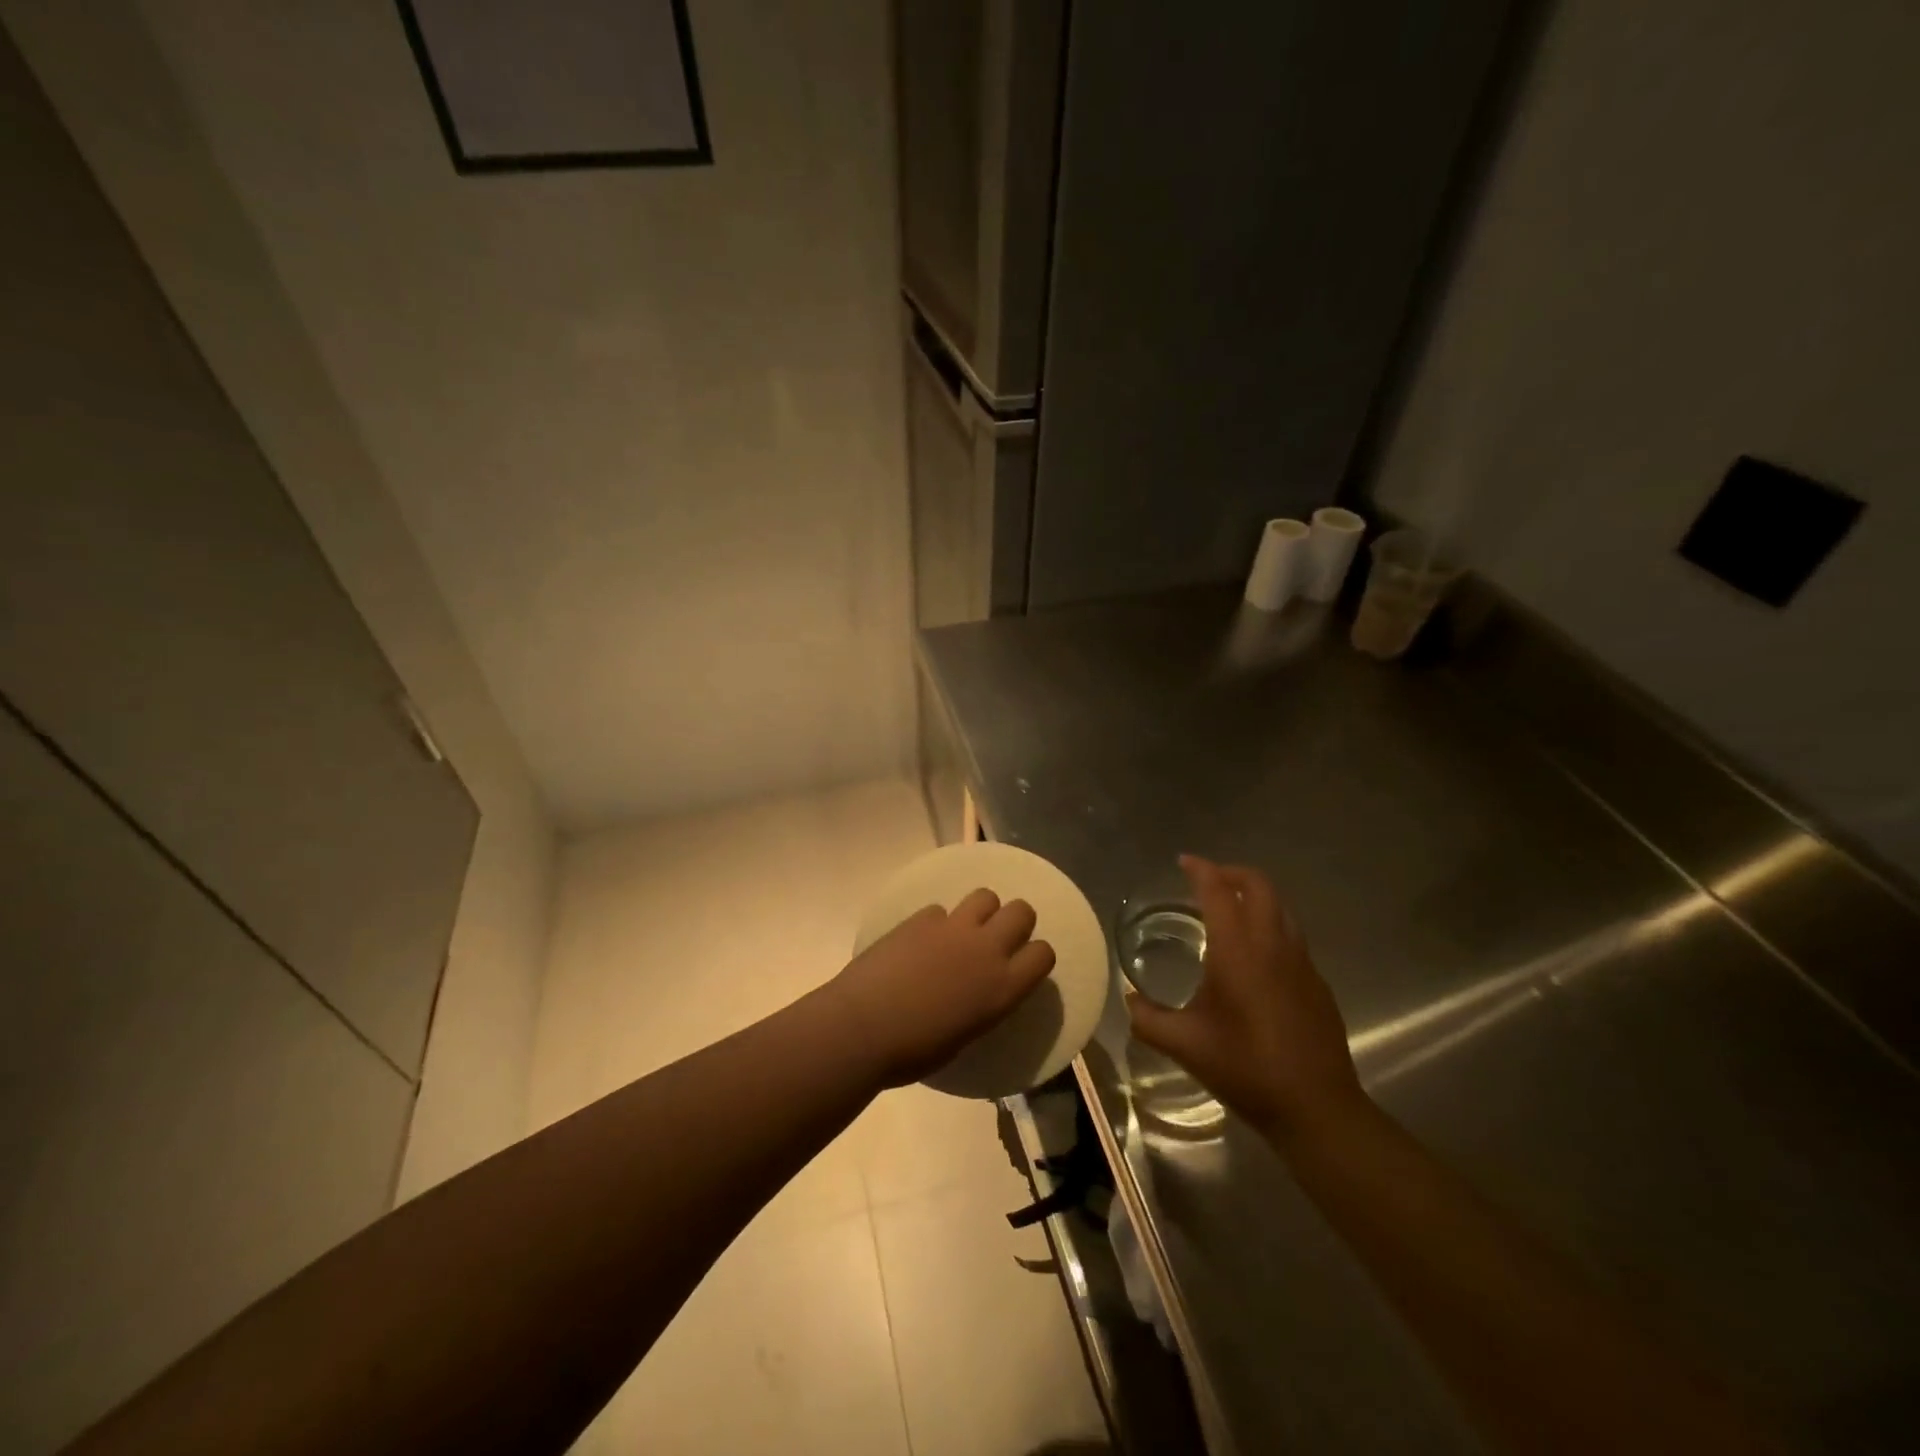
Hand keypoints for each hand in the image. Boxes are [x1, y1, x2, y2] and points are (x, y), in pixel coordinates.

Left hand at [827, 889, 1056, 1087]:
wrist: (863, 1028)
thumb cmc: (915, 1051)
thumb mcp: (966, 1034)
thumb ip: (982, 1004)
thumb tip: (977, 992)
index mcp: (1003, 988)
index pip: (1044, 953)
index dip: (1035, 956)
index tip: (1021, 965)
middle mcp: (986, 950)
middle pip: (1022, 911)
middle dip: (1015, 920)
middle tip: (996, 939)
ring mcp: (952, 928)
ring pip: (985, 896)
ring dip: (981, 911)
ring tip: (963, 931)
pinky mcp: (921, 918)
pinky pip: (940, 910)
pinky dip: (936, 923)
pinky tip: (920, 942)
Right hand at [1128, 856, 1366, 1141]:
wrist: (1317, 1108)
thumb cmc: (1245, 1069)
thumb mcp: (1184, 1045)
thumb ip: (1147, 1018)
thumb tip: (1129, 1000)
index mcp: (1238, 951)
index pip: (1218, 892)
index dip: (1200, 870)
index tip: (1184, 861)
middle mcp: (1272, 945)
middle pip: (1259, 886)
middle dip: (1232, 873)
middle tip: (1207, 880)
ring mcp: (1302, 962)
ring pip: (1281, 908)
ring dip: (1255, 896)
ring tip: (1230, 910)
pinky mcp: (1317, 982)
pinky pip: (1292, 935)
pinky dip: (1270, 925)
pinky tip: (1256, 956)